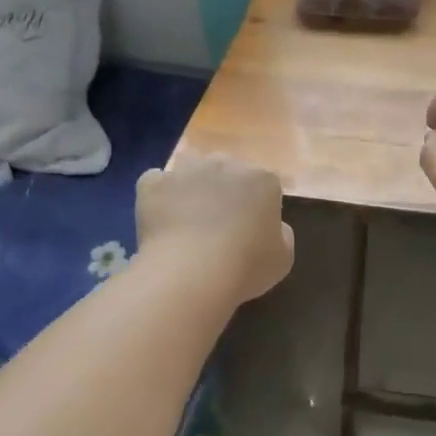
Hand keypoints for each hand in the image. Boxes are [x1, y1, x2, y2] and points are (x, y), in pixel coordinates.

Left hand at [136, 153, 294, 303]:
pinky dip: (159, 196)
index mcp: (262, 179)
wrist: (192, 273)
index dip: (257, 206)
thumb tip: (272, 225)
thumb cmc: (246, 267)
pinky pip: (156, 183)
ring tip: (188, 218)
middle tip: (219, 224)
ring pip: (190, 169)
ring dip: (191, 186)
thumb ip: (281, 234)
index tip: (251, 230)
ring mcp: (186, 170)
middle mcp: (225, 163)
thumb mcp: (283, 258)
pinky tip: (162, 220)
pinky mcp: (152, 183)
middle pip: (227, 170)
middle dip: (224, 190)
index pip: (264, 184)